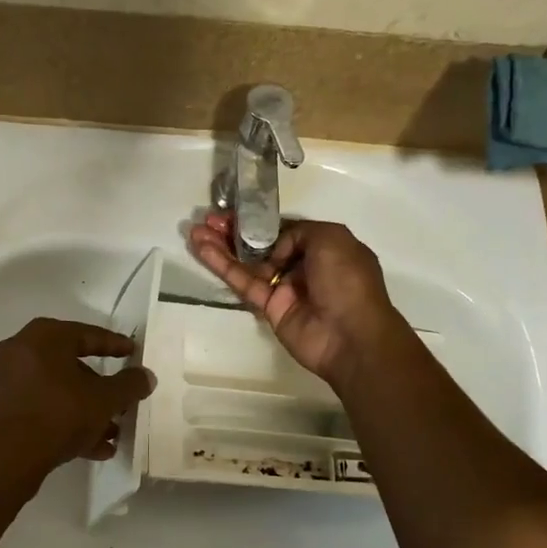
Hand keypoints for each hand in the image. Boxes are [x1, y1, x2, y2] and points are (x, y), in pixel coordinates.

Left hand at [0, 318, 155, 480]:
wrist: (7, 458)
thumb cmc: (59, 414)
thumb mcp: (104, 399)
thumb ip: (129, 385)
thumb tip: (147, 376)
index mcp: (44, 336)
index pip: (88, 334)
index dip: (115, 345)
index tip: (133, 352)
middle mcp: (21, 351)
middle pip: (72, 365)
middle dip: (101, 387)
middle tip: (123, 399)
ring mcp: (8, 380)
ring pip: (58, 390)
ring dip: (86, 409)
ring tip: (113, 431)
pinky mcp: (3, 409)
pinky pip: (43, 408)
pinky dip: (66, 421)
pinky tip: (95, 448)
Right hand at [189, 214, 406, 387]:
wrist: (350, 335)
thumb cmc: (347, 280)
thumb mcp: (332, 238)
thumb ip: (299, 231)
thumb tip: (276, 248)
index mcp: (324, 247)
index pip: (286, 230)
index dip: (260, 221)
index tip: (237, 212)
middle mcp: (303, 265)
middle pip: (261, 244)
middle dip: (235, 231)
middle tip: (209, 219)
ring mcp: (284, 287)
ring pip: (247, 262)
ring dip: (222, 245)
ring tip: (196, 230)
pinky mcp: (268, 307)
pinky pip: (242, 282)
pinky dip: (221, 265)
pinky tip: (201, 249)